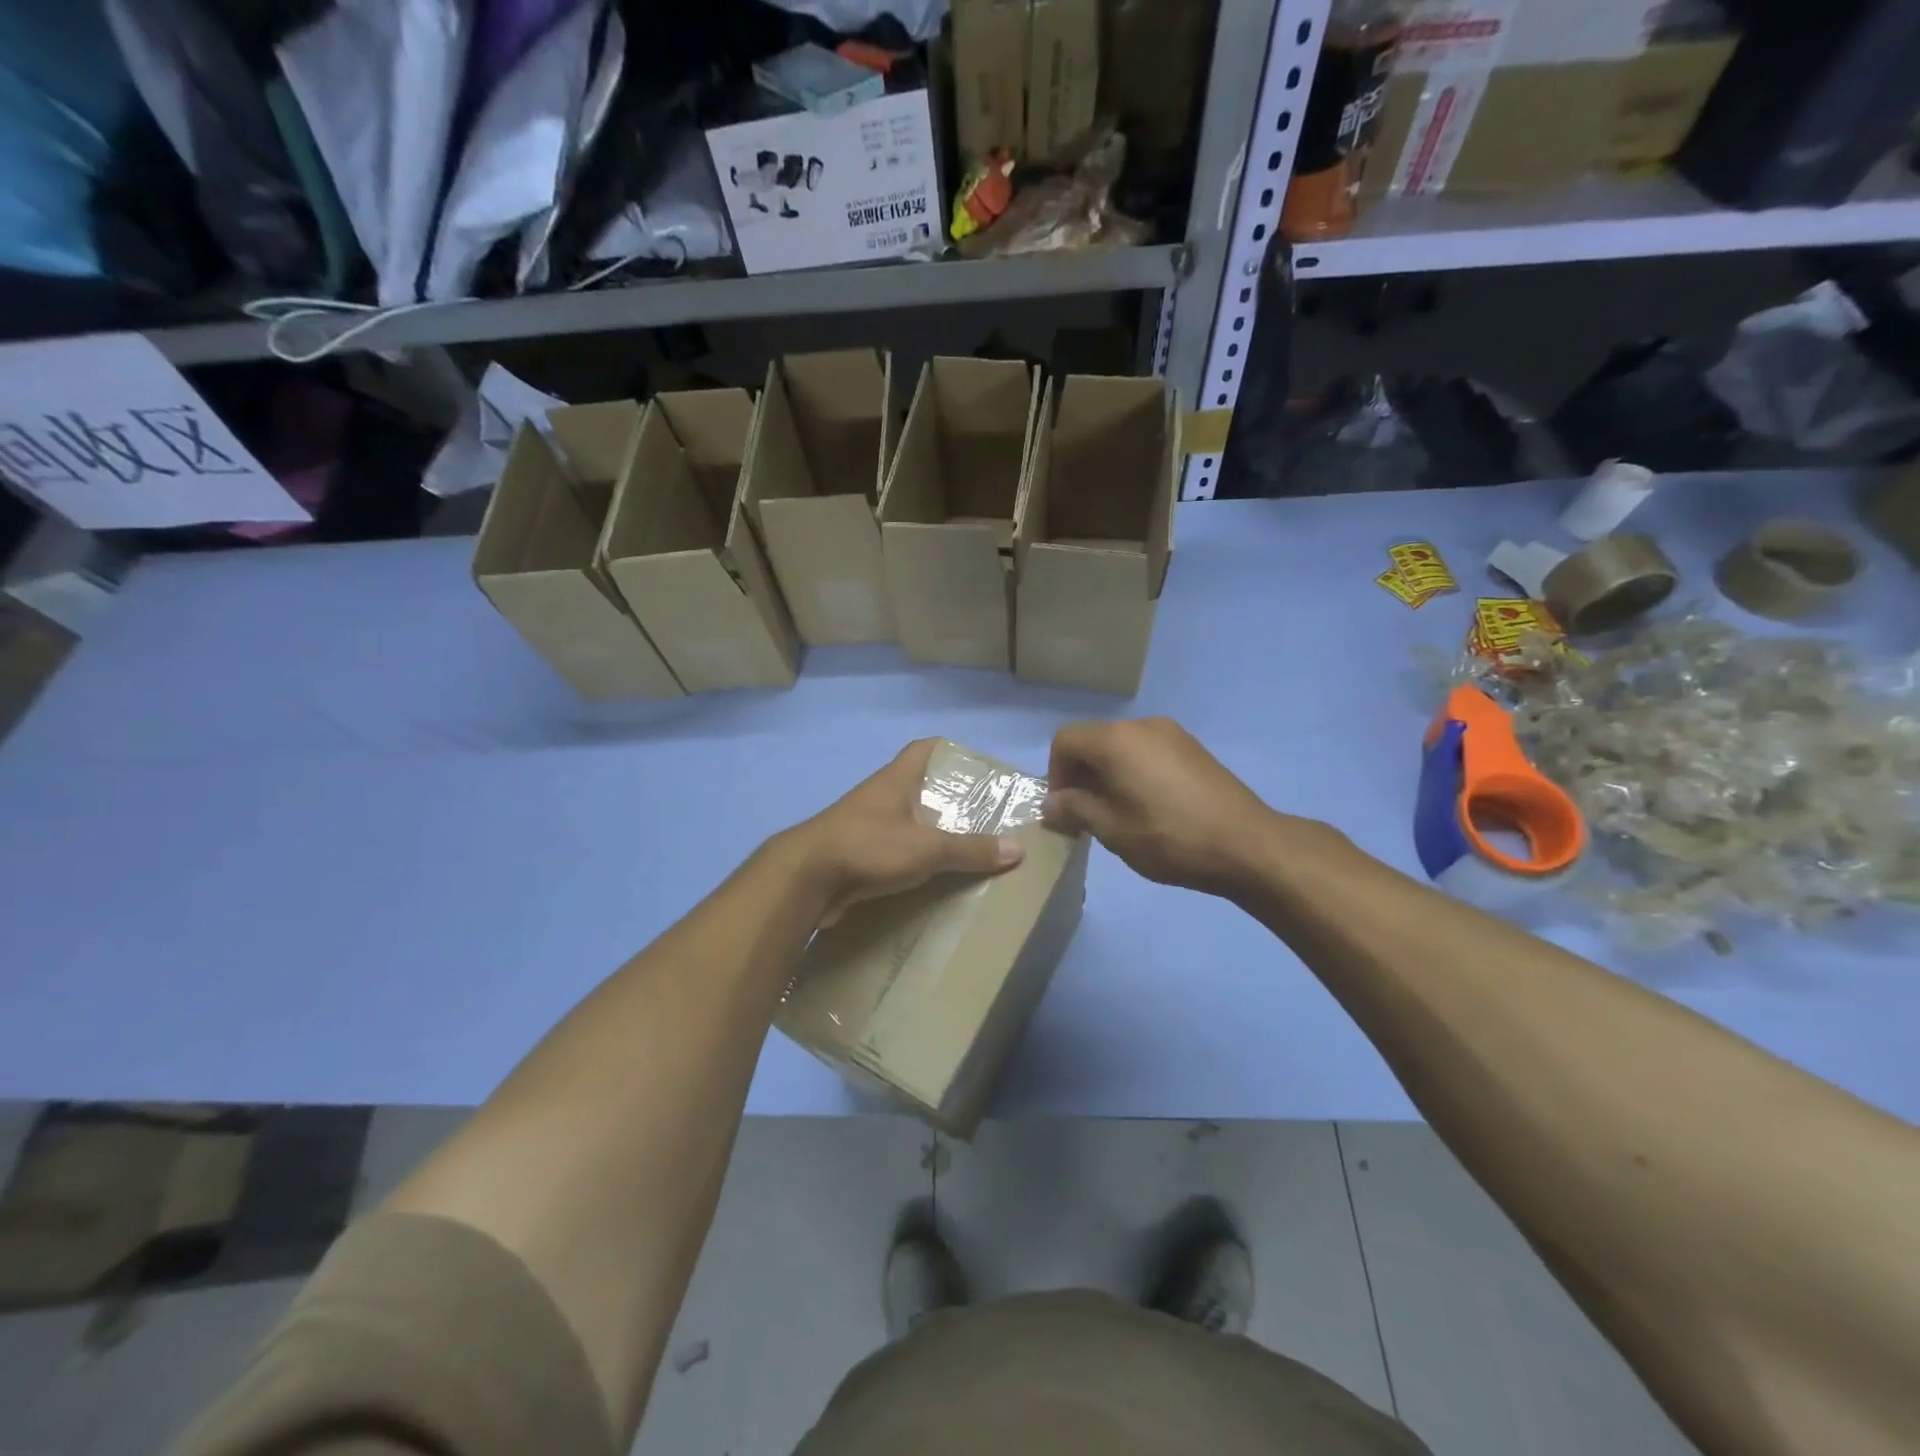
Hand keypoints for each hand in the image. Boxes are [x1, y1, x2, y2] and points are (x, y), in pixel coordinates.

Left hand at [781, 740, 1024, 926]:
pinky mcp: (855, 855)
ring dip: (930, 833)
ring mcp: (865, 825)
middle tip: (983, 817)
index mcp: (897, 780)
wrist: (806, 879)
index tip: (977, 770)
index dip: (951, 752)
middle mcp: (881, 796)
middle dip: (948, 800)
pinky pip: (892, 852)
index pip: (925, 748)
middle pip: (919, 787)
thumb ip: (971, 849)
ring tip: (965, 850)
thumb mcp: (928, 847)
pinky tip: (933, 878)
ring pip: (906, 821)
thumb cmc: (869, 846)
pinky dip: (912, 861)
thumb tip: (1017, 850)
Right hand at [1044, 718, 1277, 895]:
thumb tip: (1051, 804)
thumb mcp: (1112, 830)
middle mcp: (1142, 725)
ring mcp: (1172, 734)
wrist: (1247, 845)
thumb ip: (1074, 809)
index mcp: (1116, 740)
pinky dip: (1133, 772)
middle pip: (1093, 740)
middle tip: (1086, 816)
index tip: (1065, 810)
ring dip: (1107, 775)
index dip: (1055, 774)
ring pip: (1121, 747)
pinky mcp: (1193, 748)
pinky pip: (1147, 752)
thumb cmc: (1170, 837)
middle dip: (1080, 775)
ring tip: (1117, 814)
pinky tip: (1149, 807)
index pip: (1065, 741)